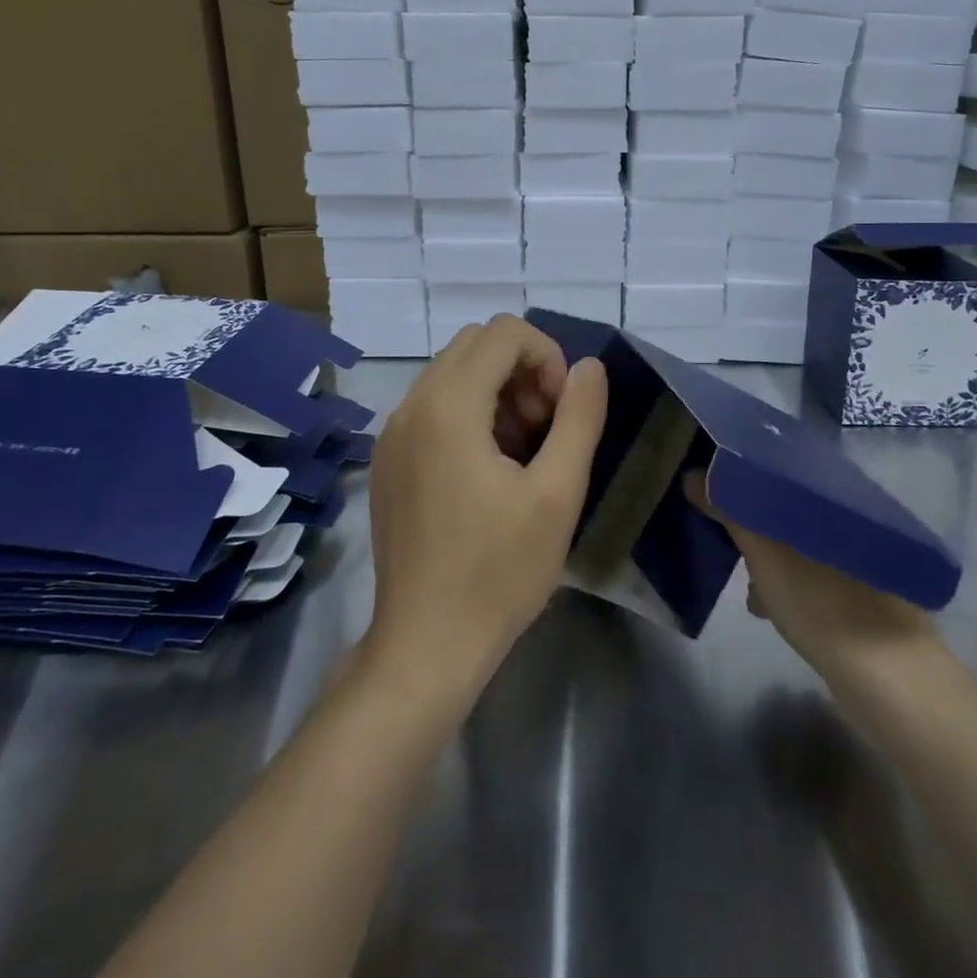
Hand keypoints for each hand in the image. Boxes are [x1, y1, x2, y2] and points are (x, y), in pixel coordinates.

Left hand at [364, 315, 607, 706]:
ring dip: (498, 392)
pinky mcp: (387, 462)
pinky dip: (469, 415)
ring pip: (453, 374)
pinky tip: (489, 471)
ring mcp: (392, 434)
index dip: (547, 357)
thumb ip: (579, 418)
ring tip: (523, 453)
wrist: (425, 645)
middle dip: (522, 371)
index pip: (505, 332)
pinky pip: (433, 407)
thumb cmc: (498, 571)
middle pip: (476, 346)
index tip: (562, 412)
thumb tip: (589, 367)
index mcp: (448, 405)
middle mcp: (411, 405)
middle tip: (547, 429)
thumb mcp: (557, 493)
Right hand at [683, 471, 942, 681]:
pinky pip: (819, 577)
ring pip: (805, 545)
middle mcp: (857, 522)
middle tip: (730, 541)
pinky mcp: (870, 598)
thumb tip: (693, 475)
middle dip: (758, 525)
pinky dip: (792, 585)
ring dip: (773, 560)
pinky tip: (771, 609)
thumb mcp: (765, 554)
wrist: (890, 681)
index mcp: (838, 499)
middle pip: (794, 510)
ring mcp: (867, 563)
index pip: (788, 472)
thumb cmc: (822, 603)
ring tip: (748, 587)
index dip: (752, 478)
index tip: (722, 489)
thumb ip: (730, 512)